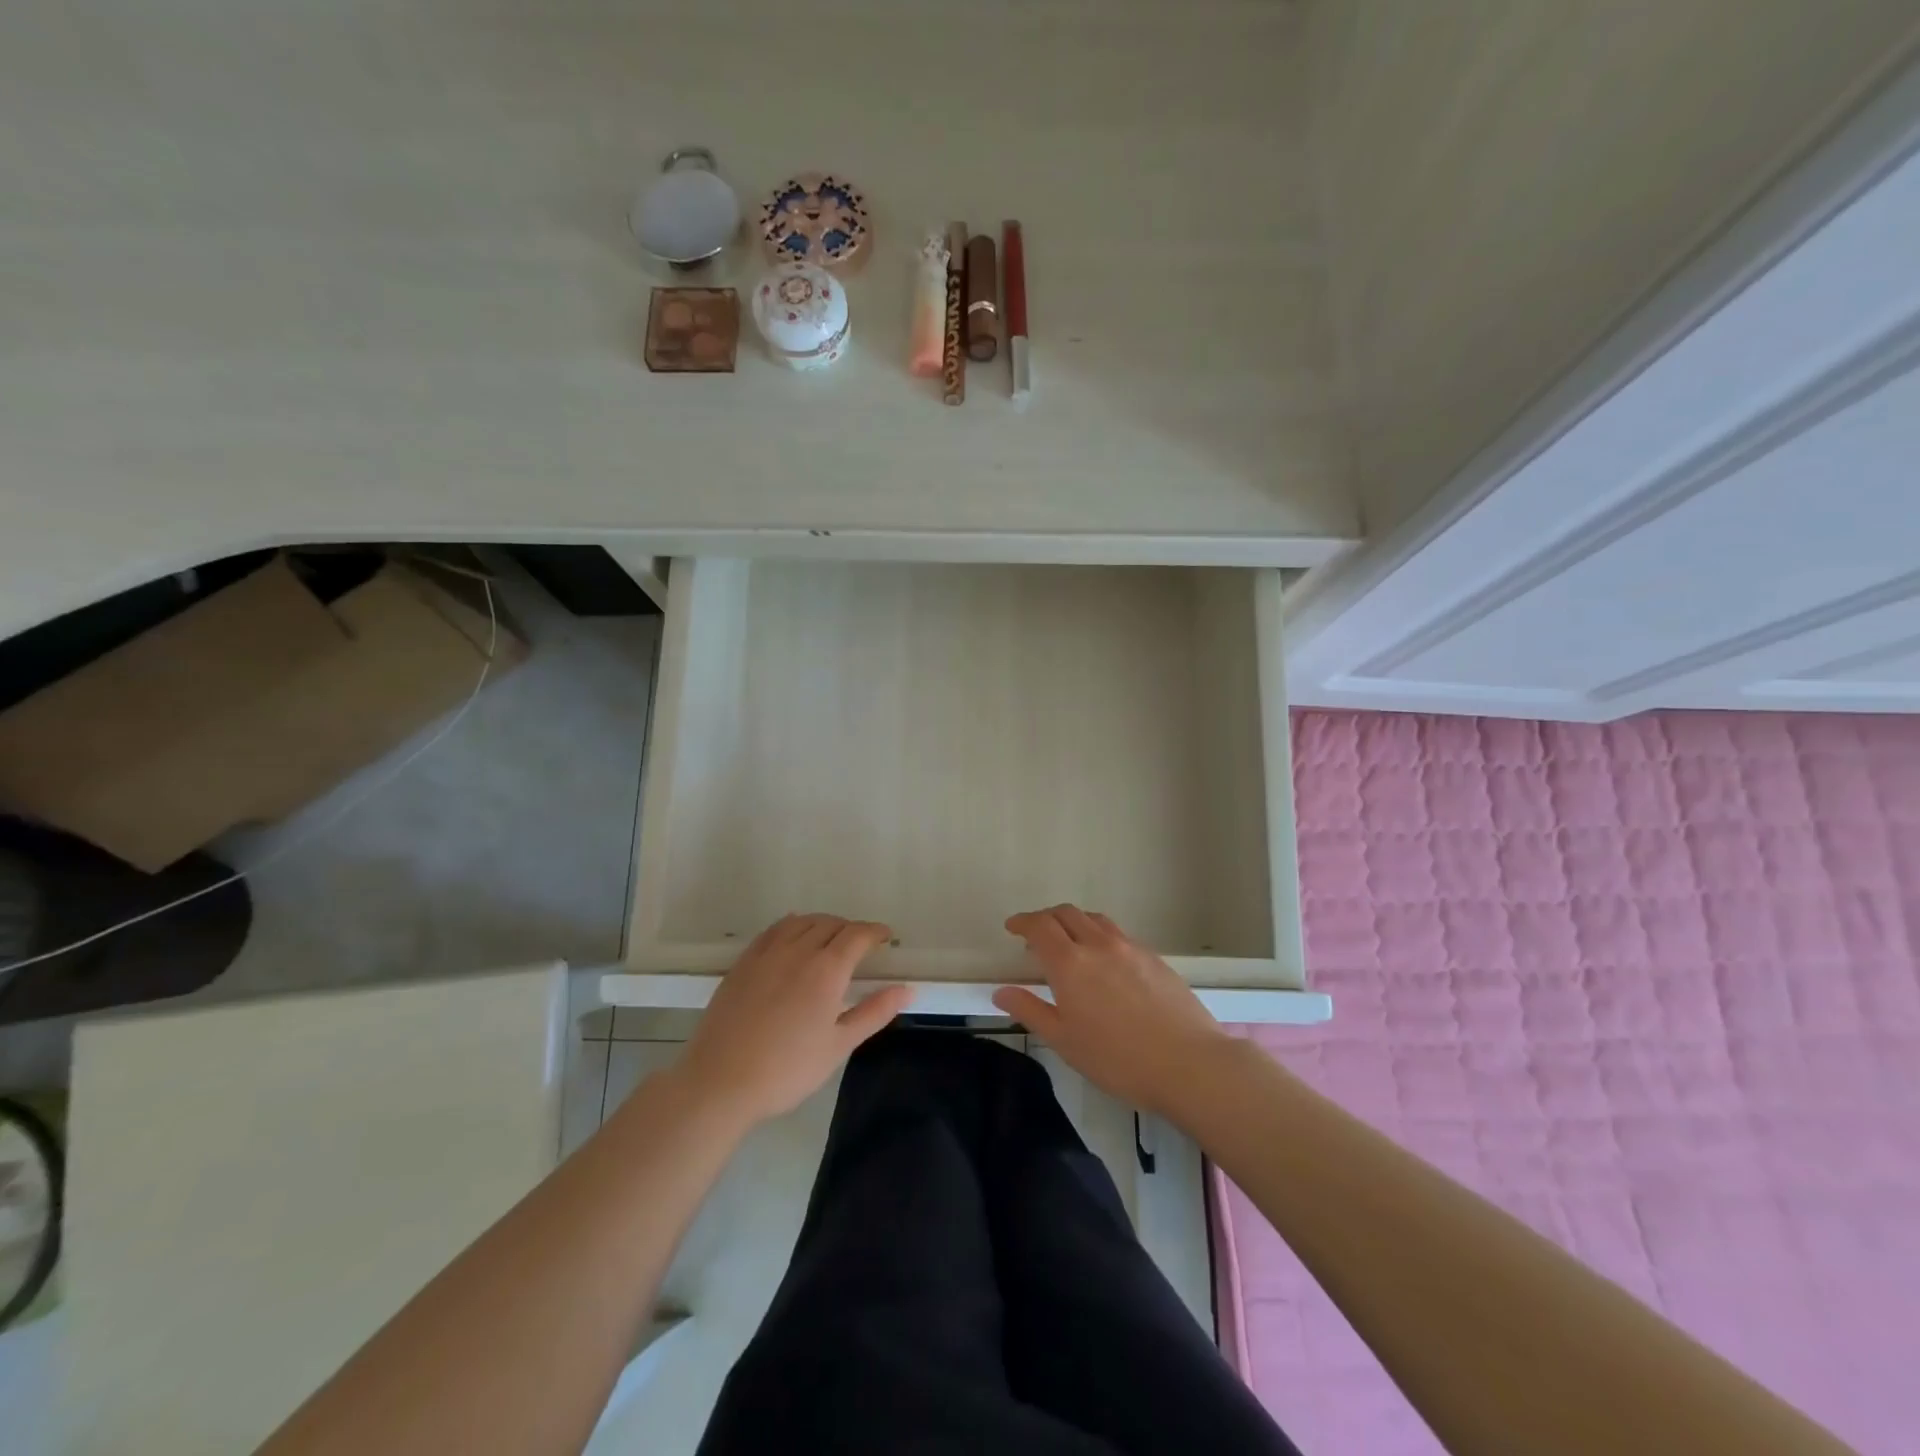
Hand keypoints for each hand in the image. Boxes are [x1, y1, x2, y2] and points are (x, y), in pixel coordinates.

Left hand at [679, 913, 910, 1126]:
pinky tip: (793, 938)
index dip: (875, 932)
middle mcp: (798, 951)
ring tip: (829, 939)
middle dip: (851, 929)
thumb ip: (874, 1012)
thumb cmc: (787, 1070)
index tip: (886, 938)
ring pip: (801, 922)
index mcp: (826, 970)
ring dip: (822, 924)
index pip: (857, 935)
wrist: (720, 1082)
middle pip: (830, 924)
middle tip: (861, 946)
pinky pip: (773, 930)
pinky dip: (792, 926)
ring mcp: (767, 953)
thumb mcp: (838, 1046)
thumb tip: (908, 989)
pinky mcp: (743, 962)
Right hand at [994, 904, 1230, 1117]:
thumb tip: (1001, 992)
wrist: (1189, 1063)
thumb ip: (1030, 1011)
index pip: (1040, 926)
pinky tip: (1105, 962)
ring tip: (1070, 943)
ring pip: (1095, 919)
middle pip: (1067, 913)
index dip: (1023, 922)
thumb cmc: (1118, 1059)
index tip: (1012, 927)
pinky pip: (1119, 934)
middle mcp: (1098, 944)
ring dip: (1075, 922)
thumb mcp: (1065, 1041)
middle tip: (1036, 936)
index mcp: (1070, 963)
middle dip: (1046, 918)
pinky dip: (1100, 936)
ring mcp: (1130, 947)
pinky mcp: (1154, 957)